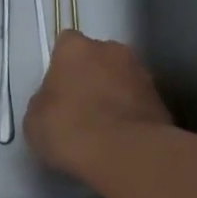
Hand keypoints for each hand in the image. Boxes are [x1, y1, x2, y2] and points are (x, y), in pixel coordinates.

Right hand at [24, 33, 174, 182]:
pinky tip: (122, 139)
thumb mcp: (35, 119)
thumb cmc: (70, 129)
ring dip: (115, 93)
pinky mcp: (161, 100)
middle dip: (92, 75)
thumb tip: (55, 101)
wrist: (126, 154)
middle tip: (81, 106)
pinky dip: (132, 114)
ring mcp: (141, 73)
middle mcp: (111, 50)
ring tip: (105, 127)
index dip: (62, 64)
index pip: (66, 43)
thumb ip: (45, 100)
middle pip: (98, 56)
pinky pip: (139, 102)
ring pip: (122, 77)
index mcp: (76, 48)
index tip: (58, 88)